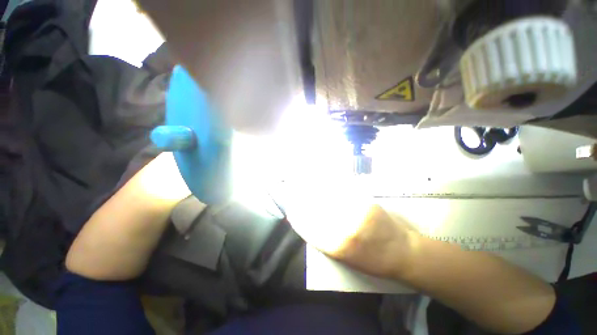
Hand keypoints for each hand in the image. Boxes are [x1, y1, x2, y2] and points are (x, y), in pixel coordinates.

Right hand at [282, 178, 419, 279]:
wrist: (401, 251)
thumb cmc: (371, 261)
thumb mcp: (344, 258)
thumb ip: (324, 240)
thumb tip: (308, 223)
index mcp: (337, 247)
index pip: (308, 228)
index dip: (297, 217)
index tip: (290, 210)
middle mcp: (344, 229)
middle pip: (316, 210)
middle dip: (302, 201)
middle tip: (294, 194)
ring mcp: (355, 213)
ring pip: (327, 198)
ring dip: (313, 191)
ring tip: (305, 185)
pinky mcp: (365, 202)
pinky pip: (342, 192)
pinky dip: (330, 187)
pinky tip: (323, 182)